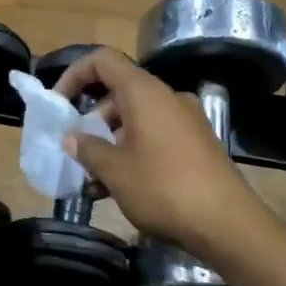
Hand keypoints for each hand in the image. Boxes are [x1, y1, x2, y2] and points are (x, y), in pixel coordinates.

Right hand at [53, 47, 264, 261]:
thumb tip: (72, 137)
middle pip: (118, 93)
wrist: (227, 224)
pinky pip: (155, 137)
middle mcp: (167, 98)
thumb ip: (87, 148)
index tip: (58, 104)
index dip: (74, 75)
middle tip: (74, 151)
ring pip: (136, 120)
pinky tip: (118, 188)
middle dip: (90, 120)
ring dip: (109, 143)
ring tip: (92, 180)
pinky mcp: (197, 145)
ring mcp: (186, 121)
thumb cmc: (163, 188)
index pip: (103, 61)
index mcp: (145, 93)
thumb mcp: (114, 170)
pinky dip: (132, 153)